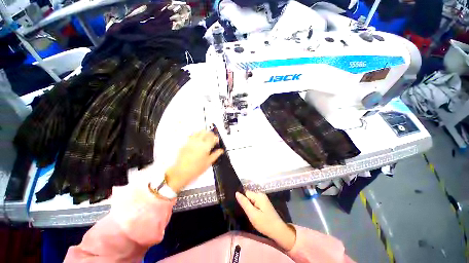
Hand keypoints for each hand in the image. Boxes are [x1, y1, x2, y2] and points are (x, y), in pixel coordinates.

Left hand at [166, 131, 223, 192]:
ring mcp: (191, 142)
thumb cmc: (196, 168)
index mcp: (206, 146)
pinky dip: (196, 136)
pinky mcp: (185, 144)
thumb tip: (221, 150)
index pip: (213, 137)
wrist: (181, 172)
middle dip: (211, 134)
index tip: (217, 141)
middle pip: (206, 132)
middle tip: (212, 138)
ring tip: (205, 138)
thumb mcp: (209, 162)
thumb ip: (216, 154)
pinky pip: (192, 136)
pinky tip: (197, 141)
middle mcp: (198, 142)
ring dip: (203, 133)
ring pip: (198, 132)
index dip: (216, 138)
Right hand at [236, 191, 295, 250]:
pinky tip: (254, 214)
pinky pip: (255, 202)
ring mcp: (263, 199)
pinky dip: (253, 208)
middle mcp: (261, 194)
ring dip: (250, 206)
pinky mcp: (264, 203)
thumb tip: (236, 193)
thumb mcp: (252, 214)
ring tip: (250, 215)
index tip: (242, 209)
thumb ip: (244, 203)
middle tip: (247, 214)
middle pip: (249, 196)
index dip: (243, 200)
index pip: (246, 193)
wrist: (278, 231)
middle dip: (246, 204)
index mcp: (258, 195)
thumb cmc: (265, 223)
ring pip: (251, 200)